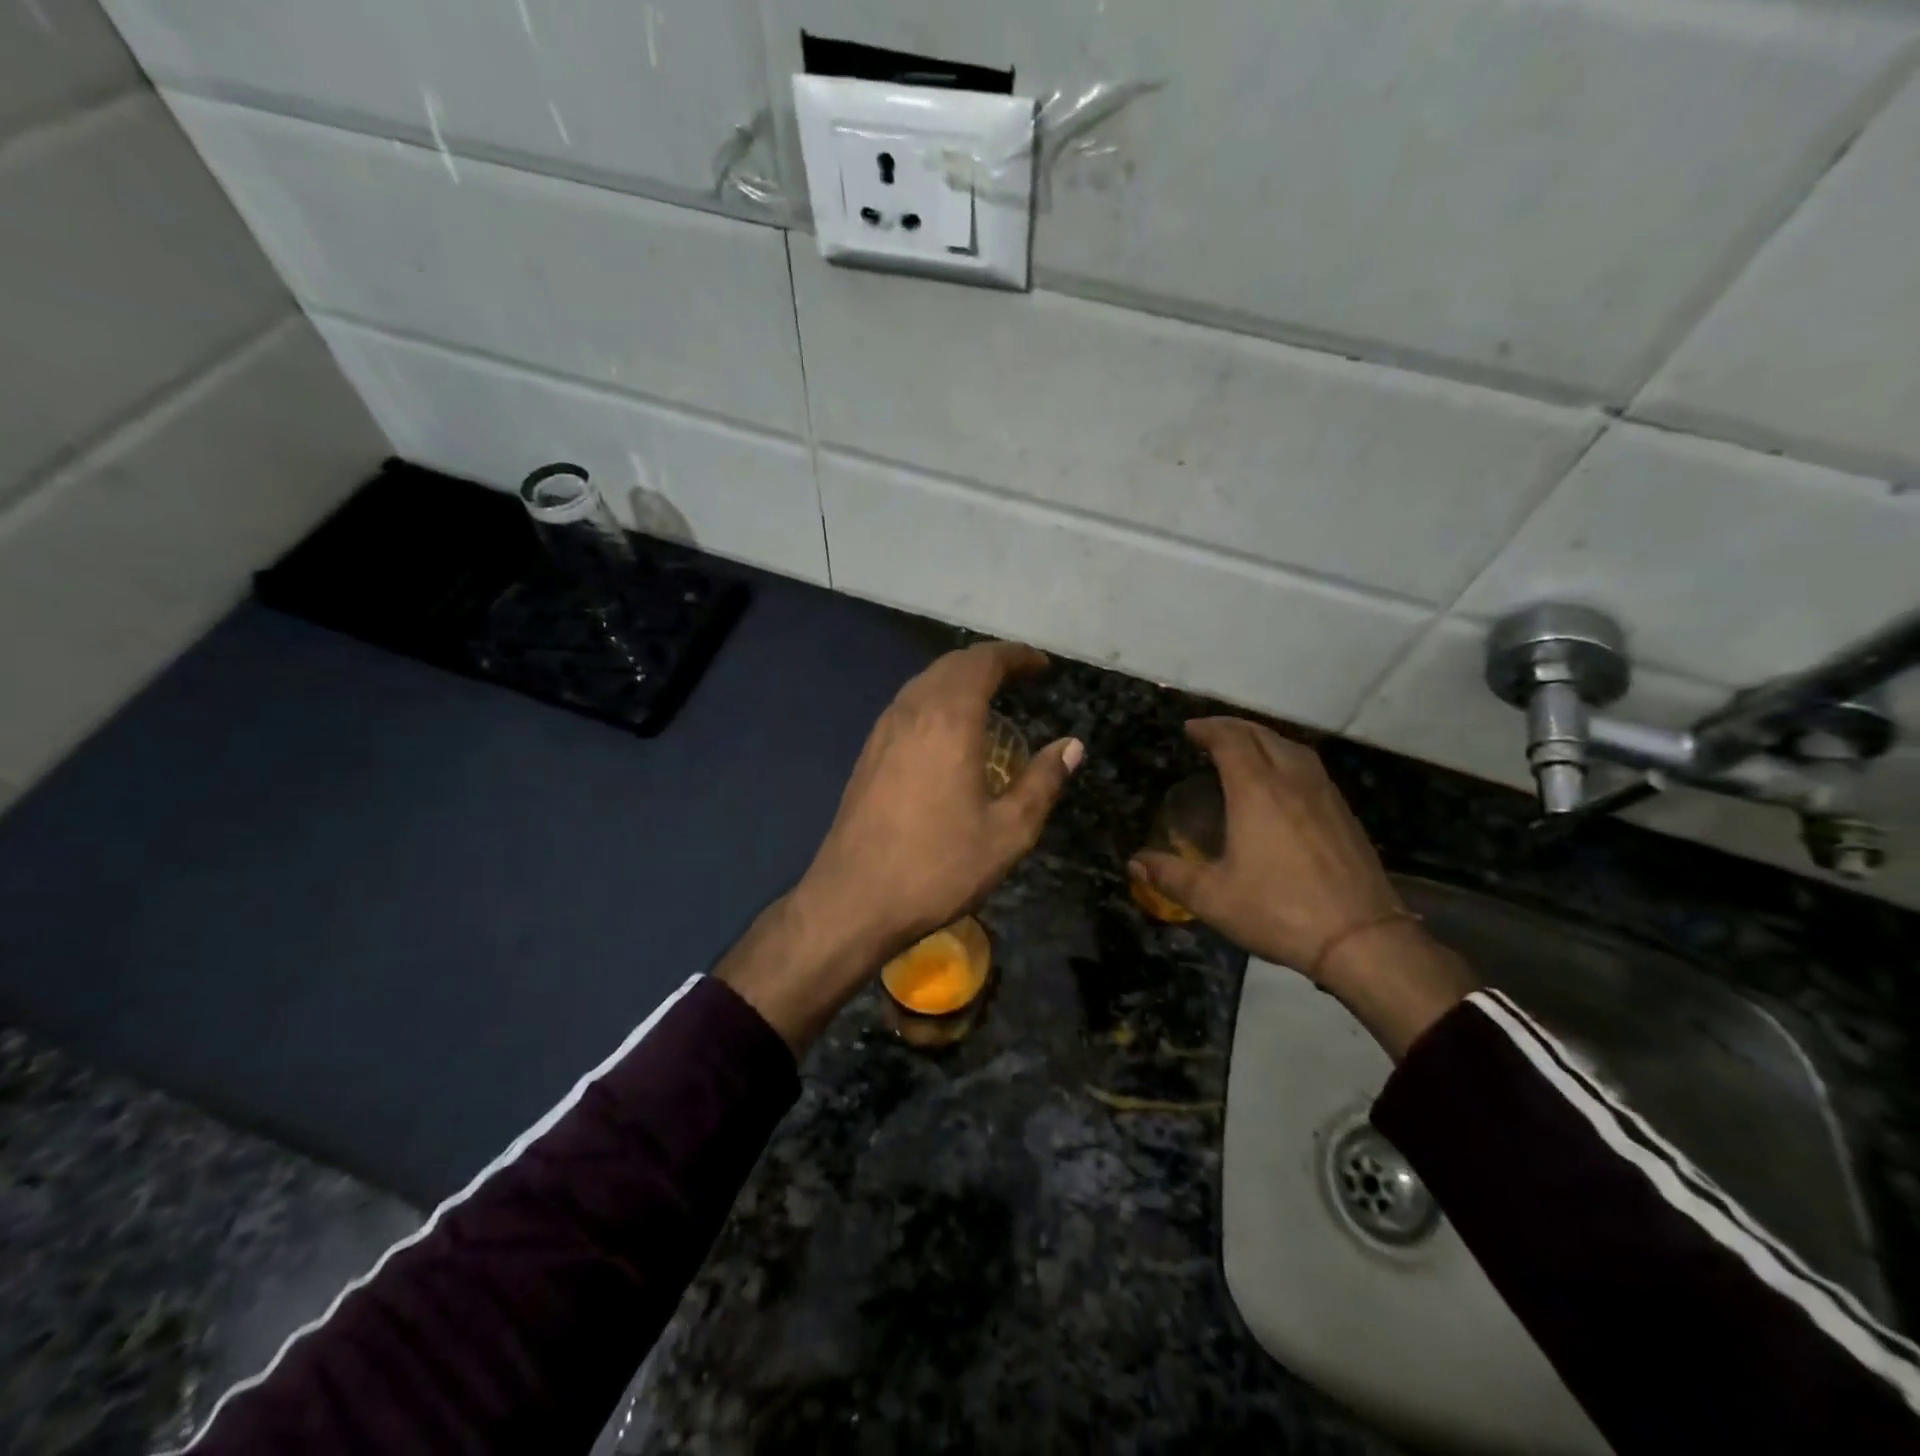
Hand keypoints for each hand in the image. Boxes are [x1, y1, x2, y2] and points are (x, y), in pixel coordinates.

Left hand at [720, 642, 1083, 1049]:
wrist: (853, 899)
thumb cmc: (937, 866)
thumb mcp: (1007, 832)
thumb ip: (1042, 782)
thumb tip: (1071, 746)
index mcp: (948, 720)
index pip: (983, 662)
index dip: (1016, 656)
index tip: (1042, 666)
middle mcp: (912, 711)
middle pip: (952, 665)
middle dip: (990, 662)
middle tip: (1022, 678)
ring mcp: (883, 730)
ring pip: (925, 682)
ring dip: (960, 678)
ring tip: (991, 698)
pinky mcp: (869, 752)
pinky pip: (908, 705)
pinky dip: (937, 699)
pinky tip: (950, 730)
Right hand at [1130, 719, 1401, 975]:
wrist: (1361, 939)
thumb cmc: (1278, 911)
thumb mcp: (1212, 898)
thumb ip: (1170, 876)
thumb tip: (1134, 863)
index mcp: (1256, 791)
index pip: (1230, 741)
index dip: (1208, 729)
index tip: (1189, 729)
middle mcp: (1292, 781)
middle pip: (1262, 735)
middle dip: (1233, 727)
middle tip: (1209, 733)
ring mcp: (1324, 794)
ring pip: (1291, 747)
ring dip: (1263, 738)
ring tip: (1244, 748)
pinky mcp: (1344, 813)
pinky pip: (1310, 767)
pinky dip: (1287, 757)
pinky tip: (1282, 780)